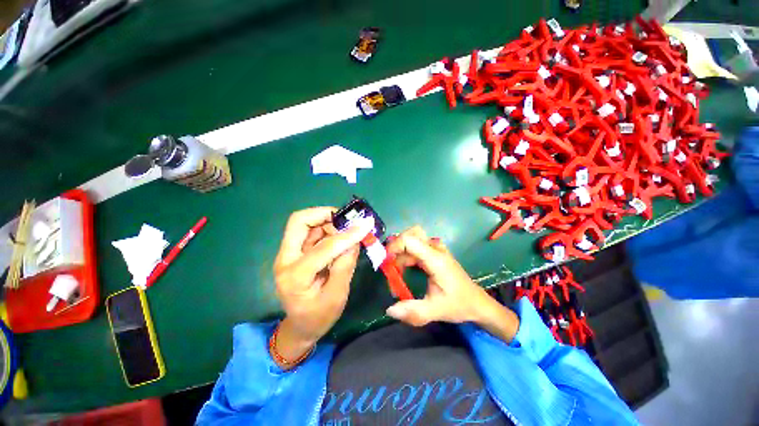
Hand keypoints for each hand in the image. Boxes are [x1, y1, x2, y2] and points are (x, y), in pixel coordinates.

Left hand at [273, 207, 373, 366]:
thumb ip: (345, 265)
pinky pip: (311, 232)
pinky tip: (341, 236)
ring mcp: (289, 254)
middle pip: (300, 222)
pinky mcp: (296, 252)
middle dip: (325, 215)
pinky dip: (327, 228)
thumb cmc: (318, 317)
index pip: (322, 248)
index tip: (364, 226)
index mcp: (295, 276)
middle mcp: (286, 259)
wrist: (300, 327)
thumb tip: (355, 240)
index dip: (345, 236)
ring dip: (328, 221)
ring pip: (306, 224)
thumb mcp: (337, 296)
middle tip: (348, 221)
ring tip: (348, 229)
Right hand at [385, 226, 518, 341]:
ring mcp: (437, 250)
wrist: (477, 303)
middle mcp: (436, 249)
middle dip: (397, 245)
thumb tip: (389, 310)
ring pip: (413, 239)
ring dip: (401, 252)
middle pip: (412, 233)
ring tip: (396, 272)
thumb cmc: (459, 304)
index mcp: (436, 259)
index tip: (386, 262)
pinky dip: (407, 254)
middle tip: (390, 263)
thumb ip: (413, 311)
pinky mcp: (436, 253)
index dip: (394, 247)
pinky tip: (405, 269)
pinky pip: (417, 246)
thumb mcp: (436, 311)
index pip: (410, 240)